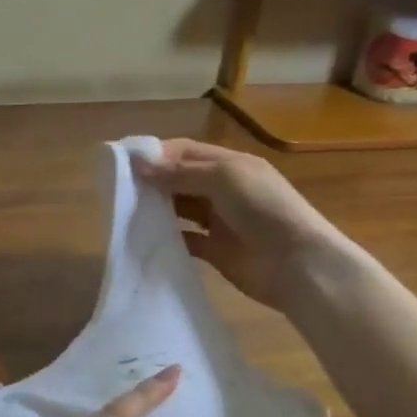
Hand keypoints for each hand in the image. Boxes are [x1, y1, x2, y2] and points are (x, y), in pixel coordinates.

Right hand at [137, 137, 351, 313]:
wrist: (299, 264)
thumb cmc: (264, 209)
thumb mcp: (223, 178)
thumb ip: (180, 172)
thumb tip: (139, 166)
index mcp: (230, 165)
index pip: (185, 152)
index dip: (156, 154)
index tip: (123, 162)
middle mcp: (223, 189)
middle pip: (180, 179)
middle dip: (152, 181)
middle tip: (117, 188)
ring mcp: (219, 221)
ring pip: (179, 208)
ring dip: (157, 208)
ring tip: (125, 210)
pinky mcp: (216, 250)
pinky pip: (185, 239)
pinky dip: (167, 237)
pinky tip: (145, 237)